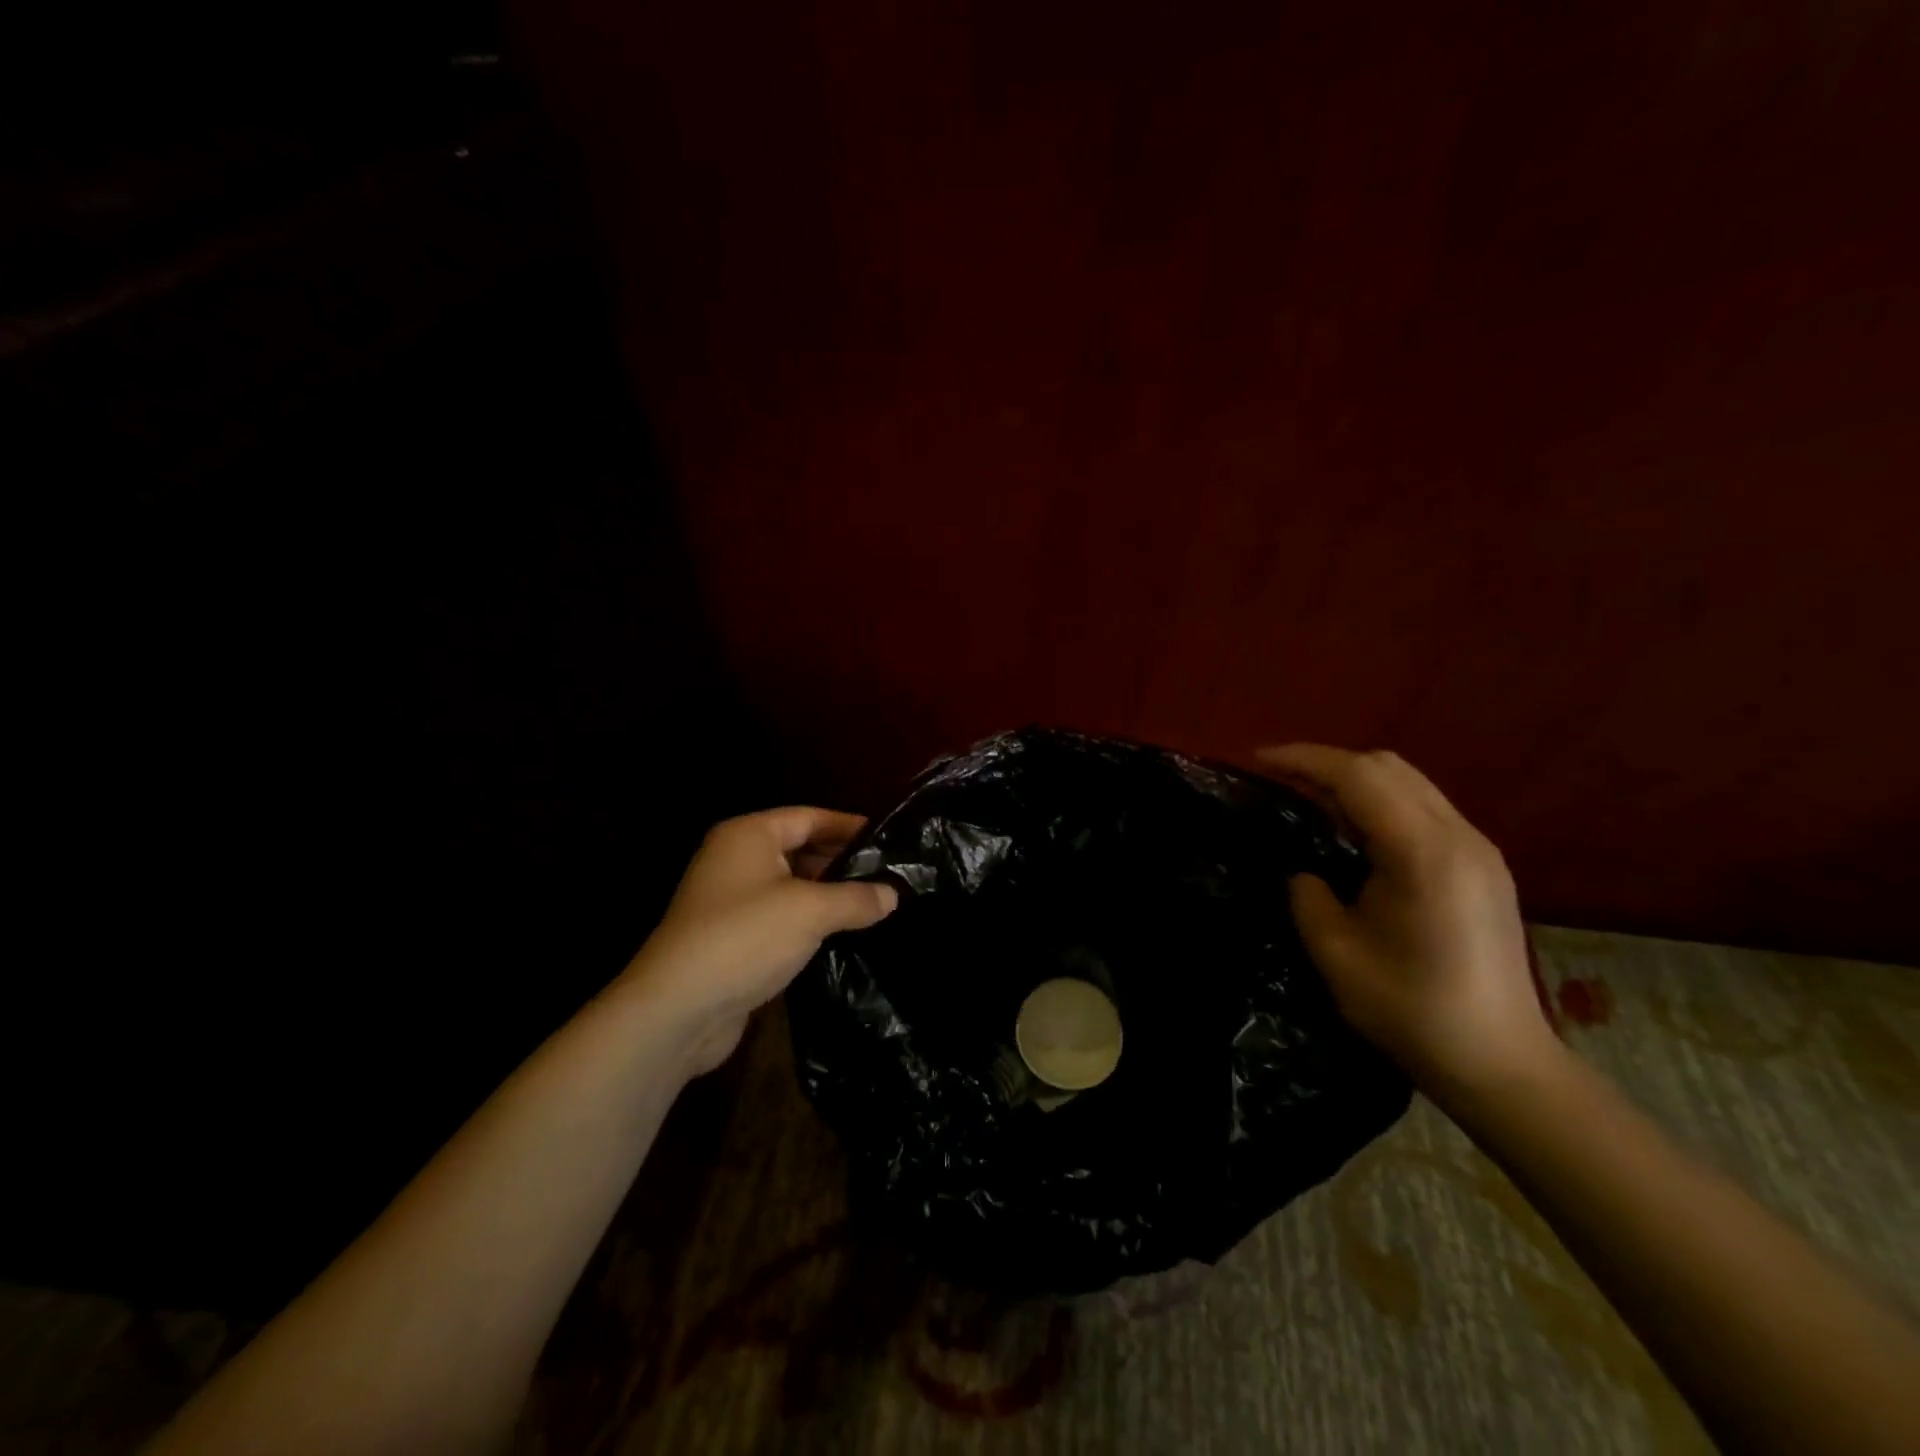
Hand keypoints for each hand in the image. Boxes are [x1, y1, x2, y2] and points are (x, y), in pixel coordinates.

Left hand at [622, 807, 898, 1075]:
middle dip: (842, 862)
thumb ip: (856, 898)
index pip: (809, 817)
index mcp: (749, 835)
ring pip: (791, 886)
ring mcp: (731, 900)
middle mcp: (736, 859)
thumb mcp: (811, 911)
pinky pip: (780, 917)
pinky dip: (809, 922)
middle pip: (800, 849)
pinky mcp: (732, 938)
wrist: (678, 1009)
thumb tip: (892, 895)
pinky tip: (842, 934)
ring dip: (828, 895)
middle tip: (888, 875)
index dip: (849, 825)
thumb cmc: (746, 937)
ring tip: (875, 904)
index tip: (888, 839)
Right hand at [1255, 744, 1555, 1097]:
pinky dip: (1380, 801)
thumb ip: (1308, 896)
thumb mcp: (1336, 953)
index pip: (1359, 776)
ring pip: (1409, 782)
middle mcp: (1459, 836)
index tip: (1259, 760)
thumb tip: (1306, 872)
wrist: (1499, 1063)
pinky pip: (1423, 807)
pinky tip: (1353, 829)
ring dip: (1355, 780)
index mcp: (1423, 853)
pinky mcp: (1483, 865)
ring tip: (1309, 798)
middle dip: (1327, 763)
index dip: (1304, 760)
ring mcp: (1478, 848)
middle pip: (1388, 766)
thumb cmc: (1411, 1010)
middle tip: (1280, 779)